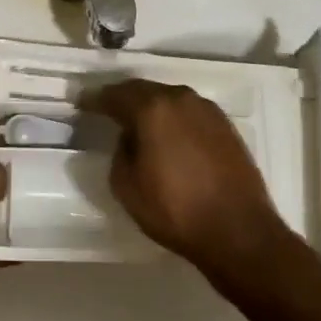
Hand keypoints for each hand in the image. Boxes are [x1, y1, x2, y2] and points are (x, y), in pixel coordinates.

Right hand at [87, 80, 292, 269]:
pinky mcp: (226, 126)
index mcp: (153, 109)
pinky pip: (189, 113)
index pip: (116, 95)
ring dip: (151, 107)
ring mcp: (208, 111)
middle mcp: (181, 99)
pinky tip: (168, 135)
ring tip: (137, 123)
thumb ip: (120, 152)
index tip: (81, 103)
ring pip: (169, 99)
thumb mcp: (126, 186)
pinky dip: (173, 118)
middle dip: (123, 98)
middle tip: (106, 109)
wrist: (238, 231)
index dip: (95, 99)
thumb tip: (130, 138)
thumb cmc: (175, 210)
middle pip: (144, 90)